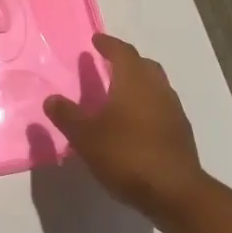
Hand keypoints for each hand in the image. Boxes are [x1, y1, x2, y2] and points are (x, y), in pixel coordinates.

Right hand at [43, 34, 208, 225]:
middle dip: (127, 61)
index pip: (122, 52)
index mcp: (134, 81)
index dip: (108, 44)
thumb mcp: (86, 136)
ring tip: (120, 94)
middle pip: (144, 65)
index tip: (96, 40)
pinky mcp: (181, 133)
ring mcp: (173, 111)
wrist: (174, 192)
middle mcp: (157, 89)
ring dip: (139, 84)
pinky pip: (162, 107)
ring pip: (156, 86)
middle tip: (109, 64)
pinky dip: (148, 105)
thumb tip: (51, 99)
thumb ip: (67, 116)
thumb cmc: (126, 155)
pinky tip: (136, 123)